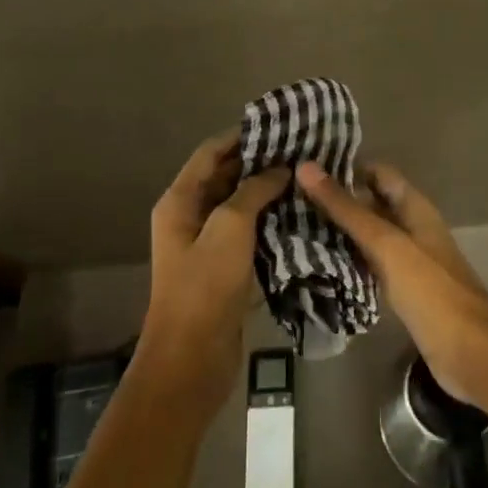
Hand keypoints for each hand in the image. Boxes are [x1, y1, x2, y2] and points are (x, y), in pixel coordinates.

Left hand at [137, 131, 287, 422]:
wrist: (191, 361)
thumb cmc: (204, 287)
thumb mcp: (229, 229)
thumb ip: (253, 191)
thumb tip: (279, 169)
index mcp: (180, 201)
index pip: (211, 152)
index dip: (242, 136)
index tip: (280, 126)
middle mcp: (190, 217)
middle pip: (226, 177)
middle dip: (260, 163)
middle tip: (302, 152)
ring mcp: (207, 244)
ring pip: (240, 206)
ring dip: (268, 193)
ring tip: (306, 179)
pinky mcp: (224, 269)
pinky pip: (249, 234)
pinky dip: (270, 222)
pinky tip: (301, 216)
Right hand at [295, 161, 487, 407]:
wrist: (470, 352)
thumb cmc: (430, 289)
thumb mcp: (386, 243)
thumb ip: (347, 209)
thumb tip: (306, 168)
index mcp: (414, 207)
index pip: (377, 173)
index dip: (346, 167)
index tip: (306, 168)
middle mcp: (412, 228)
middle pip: (371, 204)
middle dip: (337, 200)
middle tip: (289, 198)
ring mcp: (408, 260)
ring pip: (368, 236)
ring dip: (339, 232)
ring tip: (294, 226)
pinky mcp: (402, 291)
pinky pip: (370, 266)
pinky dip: (347, 261)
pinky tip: (317, 264)